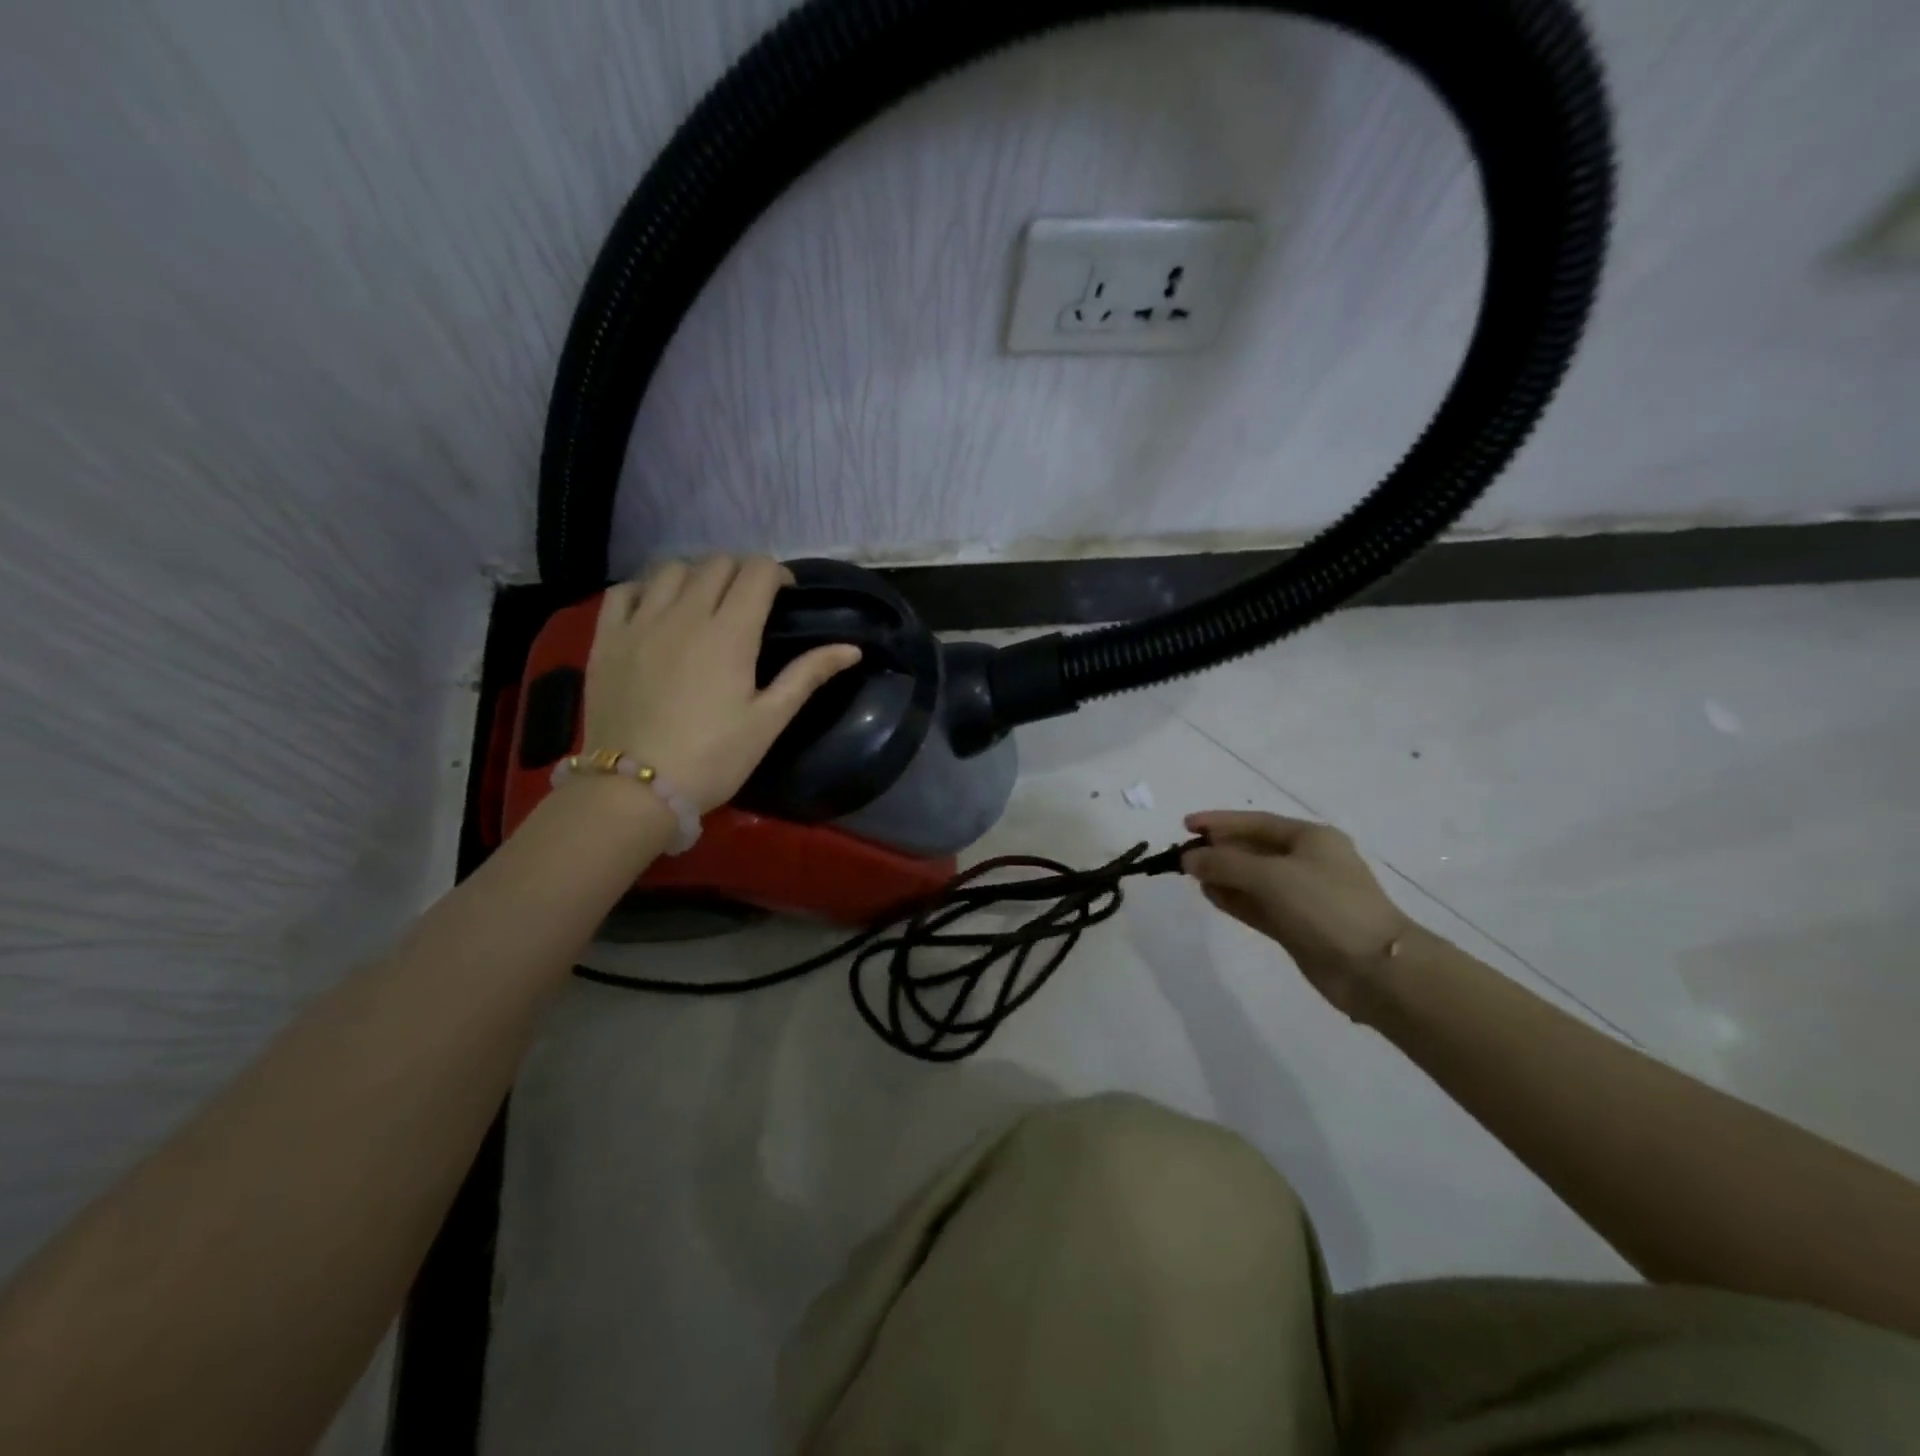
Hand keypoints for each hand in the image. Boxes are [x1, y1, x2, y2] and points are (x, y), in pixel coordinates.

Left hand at [581, 557, 860, 813]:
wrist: (635, 789)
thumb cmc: (713, 757)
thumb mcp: (769, 720)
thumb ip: (808, 675)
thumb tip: (852, 649)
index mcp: (730, 633)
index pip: (757, 572)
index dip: (777, 573)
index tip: (785, 594)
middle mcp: (684, 613)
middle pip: (717, 563)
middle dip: (741, 571)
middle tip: (749, 600)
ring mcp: (640, 622)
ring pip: (671, 569)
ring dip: (696, 575)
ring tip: (704, 601)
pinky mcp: (606, 638)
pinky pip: (624, 590)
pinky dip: (646, 588)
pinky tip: (655, 608)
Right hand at [1182, 811, 1412, 1020]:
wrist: (1374, 968)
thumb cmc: (1324, 906)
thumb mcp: (1270, 876)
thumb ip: (1225, 863)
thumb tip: (1188, 858)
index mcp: (1310, 838)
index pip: (1255, 823)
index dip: (1219, 822)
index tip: (1185, 825)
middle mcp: (1307, 862)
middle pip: (1253, 849)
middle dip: (1219, 850)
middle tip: (1184, 855)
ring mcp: (1302, 896)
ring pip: (1253, 879)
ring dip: (1224, 875)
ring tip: (1192, 877)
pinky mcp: (1296, 926)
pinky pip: (1257, 905)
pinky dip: (1235, 899)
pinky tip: (1211, 896)